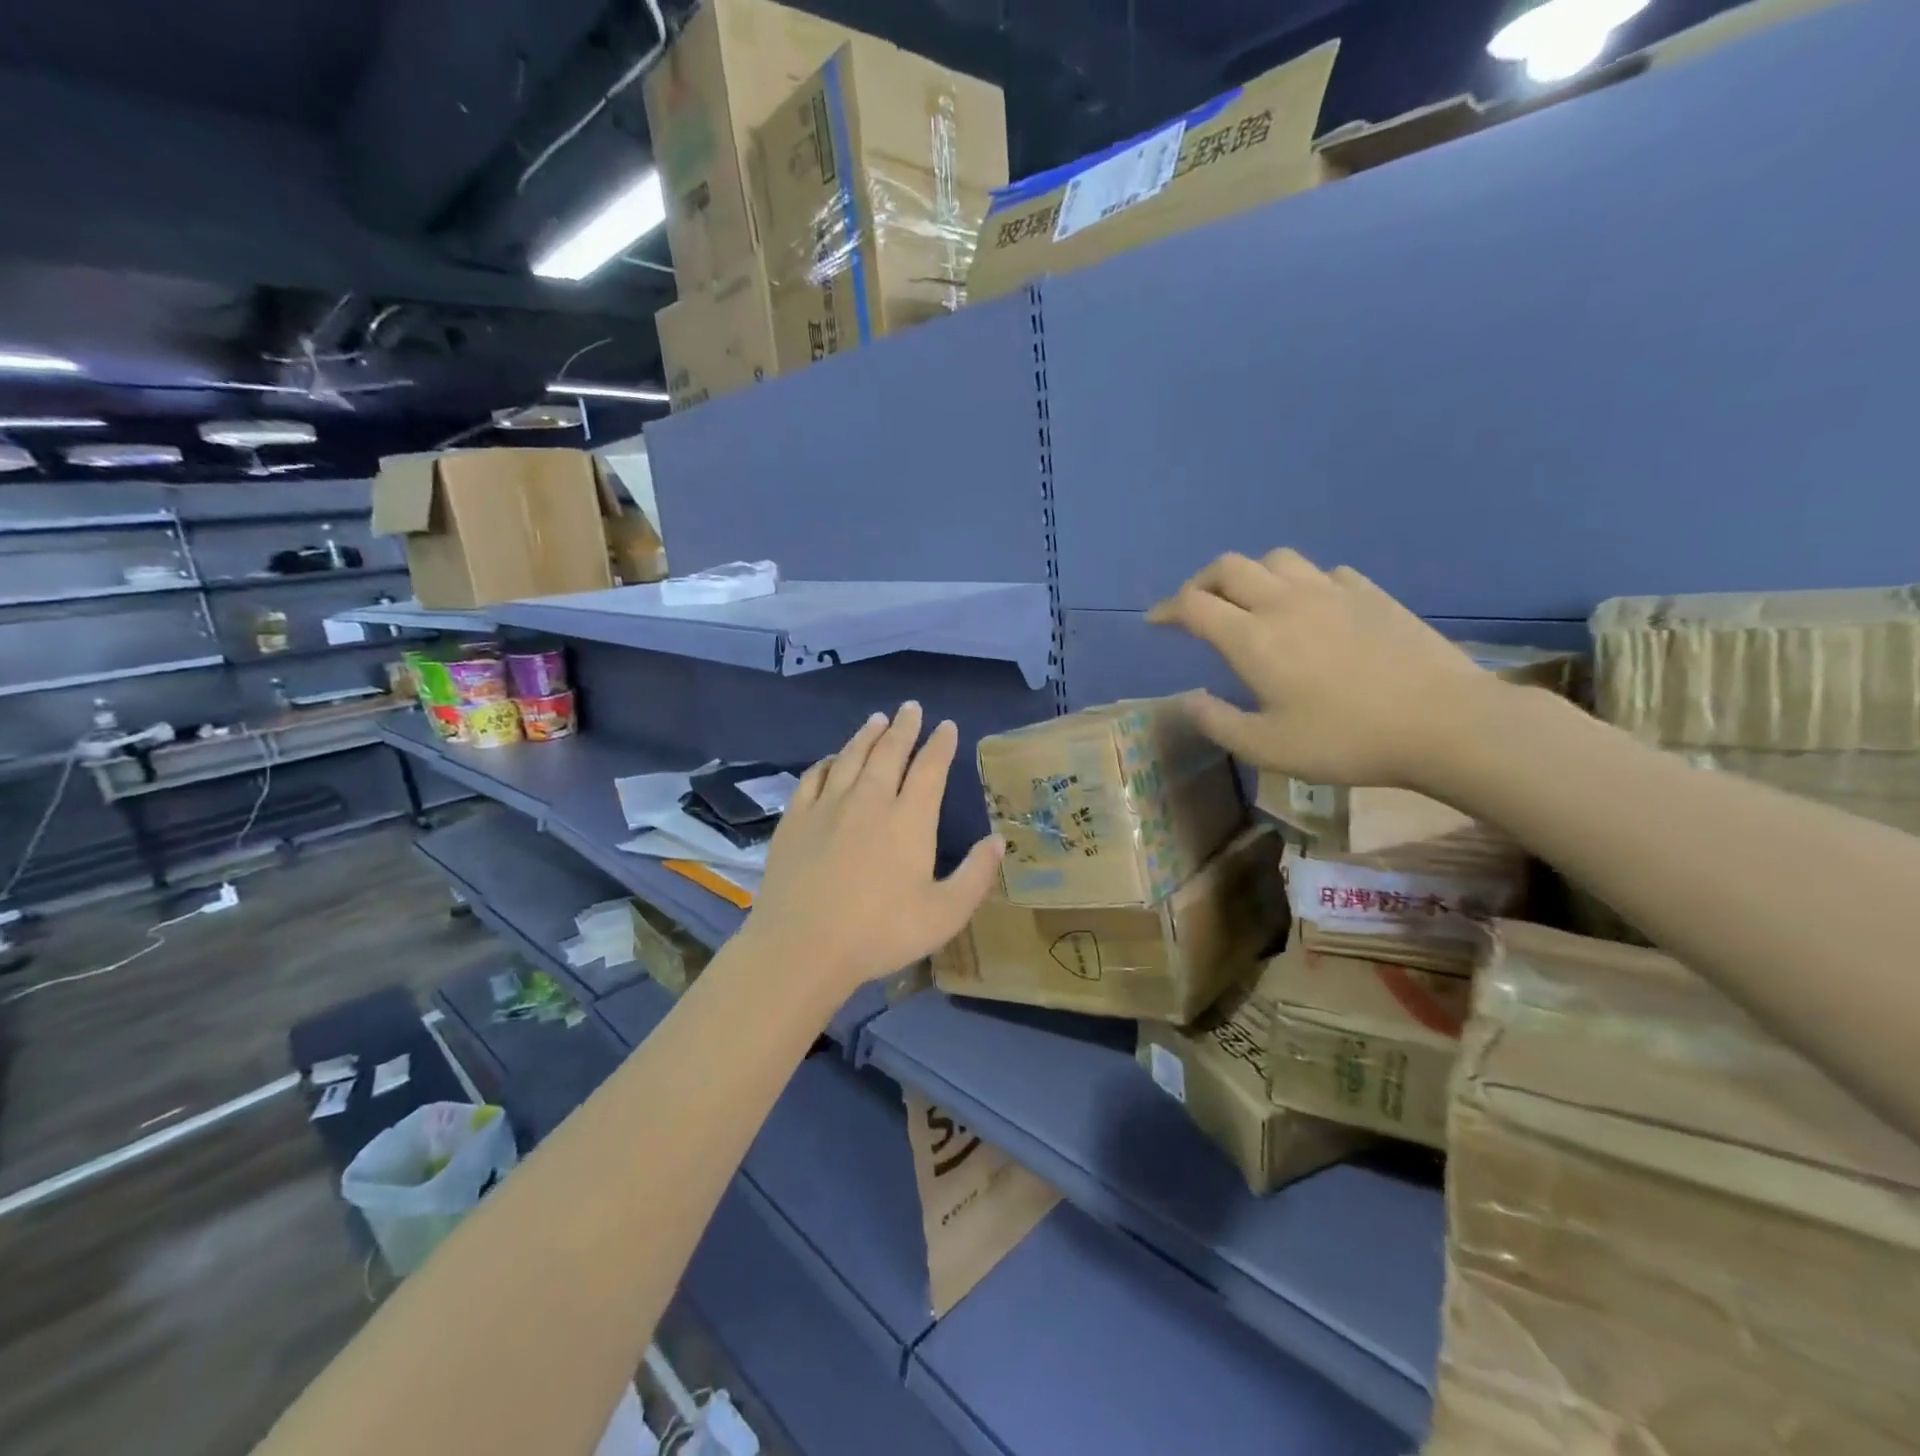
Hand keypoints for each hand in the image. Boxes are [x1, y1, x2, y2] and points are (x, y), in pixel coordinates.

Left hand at [740, 702, 1002, 1001]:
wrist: (802, 947)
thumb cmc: (880, 933)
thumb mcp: (944, 914)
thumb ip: (976, 875)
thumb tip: (998, 839)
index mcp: (909, 820)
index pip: (930, 769)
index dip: (940, 744)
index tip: (947, 726)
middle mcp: (869, 801)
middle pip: (889, 752)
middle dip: (904, 727)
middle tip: (911, 708)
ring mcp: (828, 806)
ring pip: (851, 757)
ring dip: (867, 735)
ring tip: (877, 719)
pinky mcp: (795, 819)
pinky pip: (813, 776)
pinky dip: (827, 761)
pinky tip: (831, 759)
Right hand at [1145, 549, 1493, 788]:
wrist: (1443, 722)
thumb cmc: (1345, 741)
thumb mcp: (1267, 749)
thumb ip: (1218, 723)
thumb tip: (1189, 699)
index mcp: (1253, 638)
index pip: (1193, 605)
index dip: (1166, 609)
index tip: (1156, 622)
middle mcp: (1284, 602)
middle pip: (1229, 567)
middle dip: (1201, 582)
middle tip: (1196, 608)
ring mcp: (1331, 591)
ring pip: (1276, 559)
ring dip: (1251, 574)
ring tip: (1251, 602)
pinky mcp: (1370, 593)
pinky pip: (1324, 572)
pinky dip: (1302, 583)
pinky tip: (1311, 607)